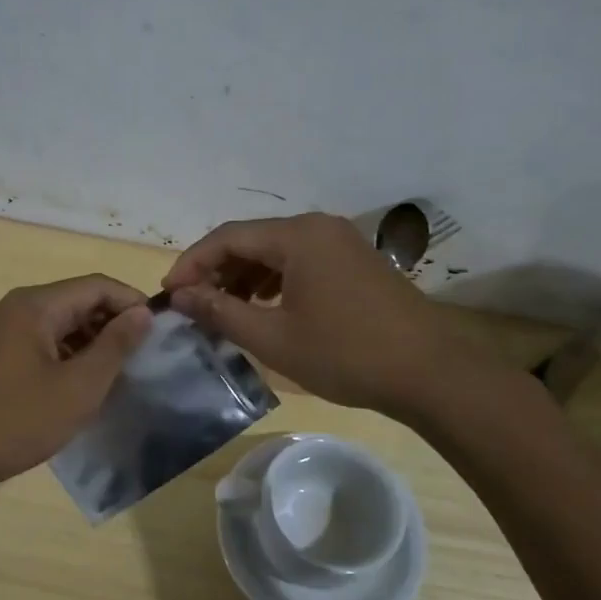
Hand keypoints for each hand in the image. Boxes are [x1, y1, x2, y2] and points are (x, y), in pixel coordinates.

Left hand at [0, 275, 151, 501]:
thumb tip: (143, 313)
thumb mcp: (78, 386)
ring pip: (62, 326)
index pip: (97, 285)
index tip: (162, 331)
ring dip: (94, 344)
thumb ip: (115, 346)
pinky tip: (85, 387)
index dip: (133, 302)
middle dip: (114, 324)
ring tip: (122, 375)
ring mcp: (4, 334)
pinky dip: (70, 358)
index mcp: (36, 305)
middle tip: (146, 356)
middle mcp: (18, 309)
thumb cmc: (17, 420)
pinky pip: (44, 345)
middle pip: (79, 302)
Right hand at [162, 213, 499, 418]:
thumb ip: (221, 312)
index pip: (227, 236)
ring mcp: (341, 242)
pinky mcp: (355, 261)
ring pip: (276, 251)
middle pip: (252, 239)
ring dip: (244, 276)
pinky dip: (274, 280)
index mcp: (298, 235)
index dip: (192, 263)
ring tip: (224, 310)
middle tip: (194, 305)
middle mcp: (318, 226)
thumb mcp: (273, 338)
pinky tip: (264, 307)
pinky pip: (301, 261)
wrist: (429, 372)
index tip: (171, 294)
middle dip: (217, 270)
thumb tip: (182, 296)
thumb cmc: (345, 354)